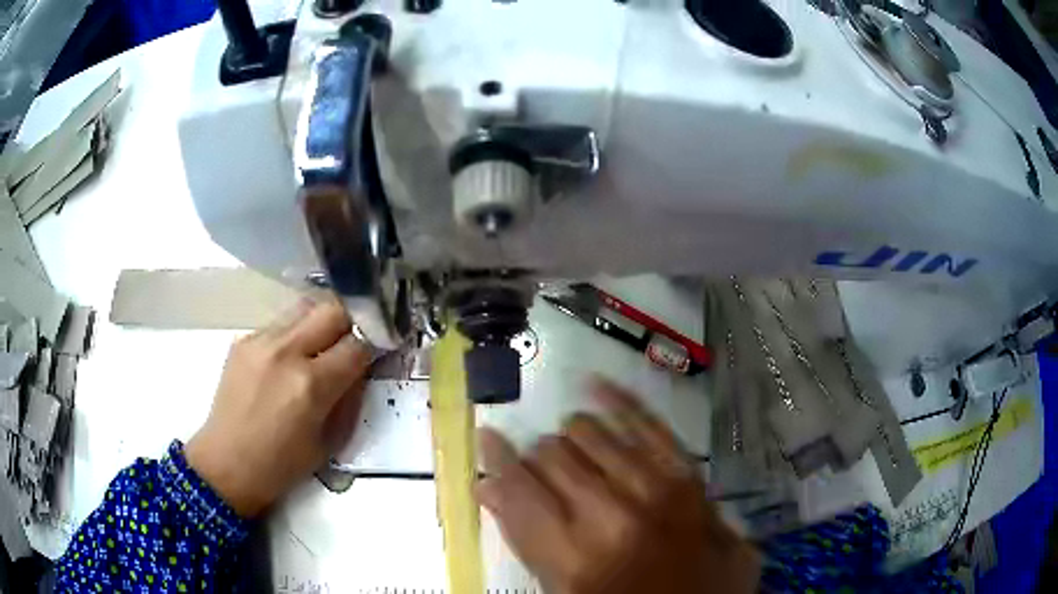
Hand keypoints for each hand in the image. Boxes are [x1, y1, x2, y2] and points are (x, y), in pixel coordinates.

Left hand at [186, 300, 370, 517]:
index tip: (383, 345)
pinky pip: (280, 324)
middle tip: (356, 337)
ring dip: (322, 321)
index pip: (358, 344)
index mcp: (312, 385)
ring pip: (305, 307)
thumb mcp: (330, 441)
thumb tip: (361, 368)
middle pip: (332, 309)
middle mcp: (286, 352)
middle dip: (353, 319)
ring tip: (323, 343)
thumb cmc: (282, 465)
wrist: (227, 463)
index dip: (376, 342)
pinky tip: (290, 357)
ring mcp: (260, 341)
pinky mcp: (243, 340)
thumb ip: (350, 399)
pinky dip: (294, 333)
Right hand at [476, 379, 759, 593]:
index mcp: (572, 556)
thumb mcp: (565, 590)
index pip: (518, 486)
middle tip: (543, 467)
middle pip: (552, 456)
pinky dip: (619, 402)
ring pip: (590, 434)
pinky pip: (647, 425)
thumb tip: (488, 486)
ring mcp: (653, 490)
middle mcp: (609, 516)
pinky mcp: (685, 474)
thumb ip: (526, 539)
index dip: (497, 458)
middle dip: (538, 456)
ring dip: (570, 435)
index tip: (489, 438)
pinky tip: (595, 384)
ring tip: (570, 443)